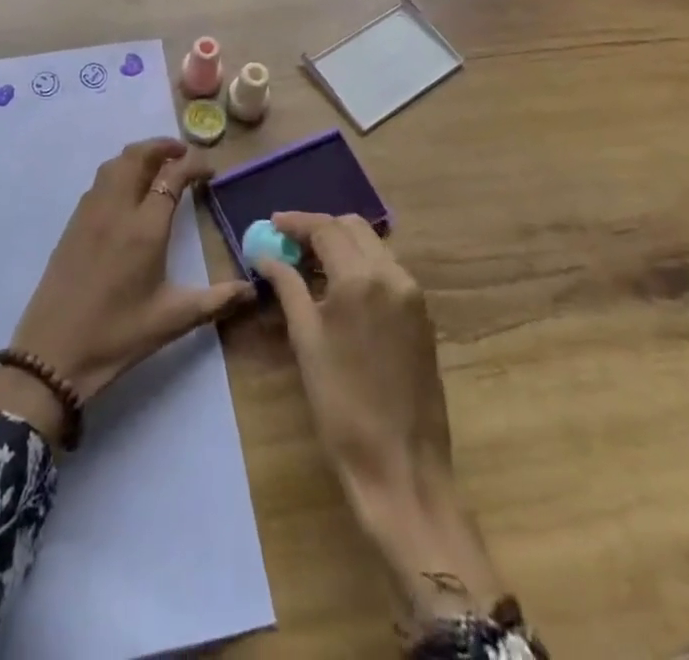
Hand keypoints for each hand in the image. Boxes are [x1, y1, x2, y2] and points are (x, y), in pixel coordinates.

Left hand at [0, 139, 255, 441]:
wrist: (52, 354)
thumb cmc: (117, 335)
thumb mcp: (173, 320)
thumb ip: (216, 300)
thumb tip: (253, 290)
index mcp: (145, 227)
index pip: (172, 175)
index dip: (194, 165)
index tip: (210, 171)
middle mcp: (116, 209)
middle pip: (138, 156)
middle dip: (163, 147)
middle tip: (184, 154)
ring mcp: (90, 213)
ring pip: (115, 164)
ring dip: (139, 155)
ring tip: (158, 165)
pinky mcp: (73, 223)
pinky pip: (99, 182)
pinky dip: (119, 171)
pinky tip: (128, 191)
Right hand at [254, 213, 501, 626]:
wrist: (402, 466)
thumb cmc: (342, 405)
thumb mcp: (306, 341)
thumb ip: (287, 287)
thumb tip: (266, 255)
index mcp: (361, 278)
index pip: (326, 228)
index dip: (296, 222)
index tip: (271, 224)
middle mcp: (393, 275)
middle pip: (353, 228)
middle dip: (320, 229)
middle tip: (289, 244)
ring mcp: (413, 294)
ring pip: (373, 246)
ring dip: (341, 245)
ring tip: (309, 265)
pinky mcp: (422, 314)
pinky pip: (387, 270)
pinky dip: (361, 265)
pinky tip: (338, 287)